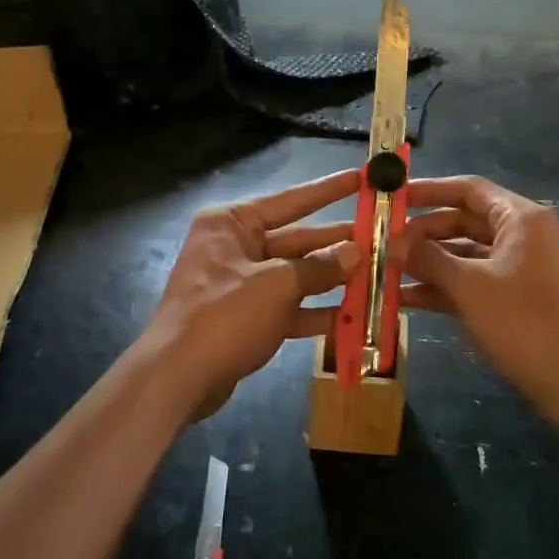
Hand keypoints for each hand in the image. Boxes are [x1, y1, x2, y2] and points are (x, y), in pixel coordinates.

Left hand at [139, 170, 361, 418]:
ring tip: (376, 275)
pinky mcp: (245, 317)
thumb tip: (356, 252)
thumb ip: (319, 268)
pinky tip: (352, 316)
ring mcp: (240, 284)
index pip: (291, 200)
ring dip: (332, 279)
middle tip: (380, 238)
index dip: (329, 190)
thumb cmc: (224, 316)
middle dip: (336, 243)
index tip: (361, 179)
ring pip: (295, 275)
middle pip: (296, 239)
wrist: (177, 379)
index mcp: (232, 223)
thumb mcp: (277, 286)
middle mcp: (235, 246)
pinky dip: (315, 311)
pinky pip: (287, 307)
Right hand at [389, 175, 558, 424]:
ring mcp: (520, 268)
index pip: (468, 189)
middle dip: (422, 232)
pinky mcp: (516, 298)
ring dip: (428, 263)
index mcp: (520, 218)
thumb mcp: (469, 286)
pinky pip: (474, 281)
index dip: (428, 190)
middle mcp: (522, 235)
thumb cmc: (524, 321)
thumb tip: (390, 241)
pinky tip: (406, 298)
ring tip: (384, 270)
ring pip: (465, 255)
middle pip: (464, 221)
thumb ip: (427, 258)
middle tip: (382, 241)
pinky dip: (444, 287)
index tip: (393, 196)